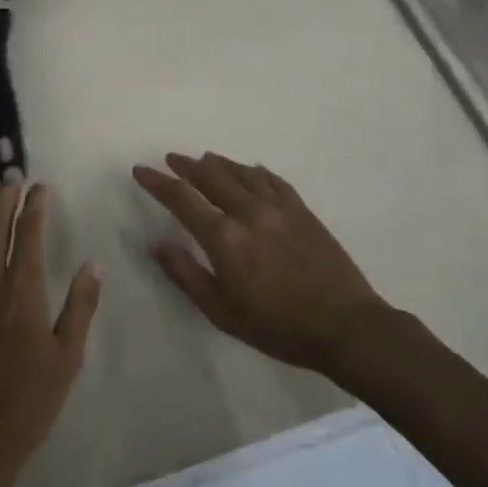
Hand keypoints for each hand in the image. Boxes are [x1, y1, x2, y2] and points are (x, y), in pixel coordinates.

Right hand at [135, 152, 396, 378]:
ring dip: (217, 163)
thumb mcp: (223, 312)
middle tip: (171, 159)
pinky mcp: (301, 209)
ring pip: (240, 172)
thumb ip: (187, 275)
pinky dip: (253, 171)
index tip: (141, 170)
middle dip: (185, 166)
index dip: (158, 182)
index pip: (182, 198)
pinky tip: (249, 170)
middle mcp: (248, 212)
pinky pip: (272, 179)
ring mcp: (278, 207)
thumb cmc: (278, 327)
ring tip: (203, 159)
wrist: (346, 327)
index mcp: (224, 238)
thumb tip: (157, 244)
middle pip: (210, 176)